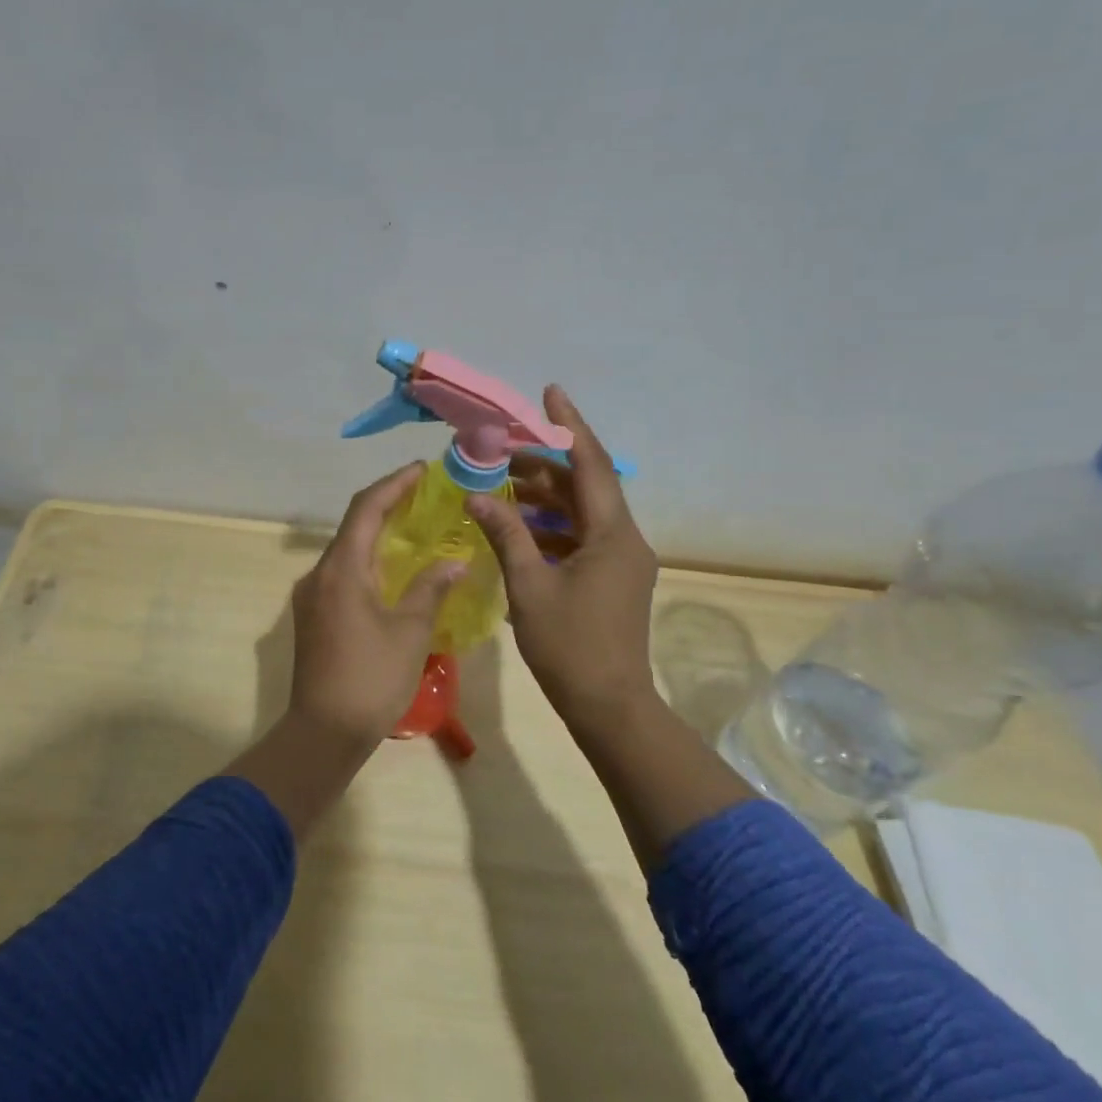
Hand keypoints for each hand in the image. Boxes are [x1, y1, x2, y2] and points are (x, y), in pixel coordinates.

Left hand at [287, 462, 465, 744]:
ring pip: (347, 551)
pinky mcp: (313, 616)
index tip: (422, 470)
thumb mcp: (410, 632)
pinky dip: (369, 561)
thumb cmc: (371, 679)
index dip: (394, 484)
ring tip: (416, 528)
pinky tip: (394, 571)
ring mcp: (312, 596)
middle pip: (354, 525)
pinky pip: (343, 573)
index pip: (366, 508)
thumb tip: (453, 560)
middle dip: (388, 504)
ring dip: (378, 534)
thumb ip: (430, 588)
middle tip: (426, 496)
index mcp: (341, 569)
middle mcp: (319, 574)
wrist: (322, 733)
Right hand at [468, 386, 660, 725]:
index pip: (592, 464)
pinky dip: (552, 528)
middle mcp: (625, 540)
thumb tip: (477, 496)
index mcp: (612, 535)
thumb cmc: (570, 646)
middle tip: (502, 450)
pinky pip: (582, 538)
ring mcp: (621, 562)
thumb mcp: (530, 587)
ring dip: (546, 498)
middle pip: (586, 486)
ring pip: (582, 513)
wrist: (610, 707)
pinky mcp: (613, 580)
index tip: (549, 393)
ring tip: (502, 485)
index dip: (569, 426)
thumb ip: (506, 535)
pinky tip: (518, 529)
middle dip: (545, 465)